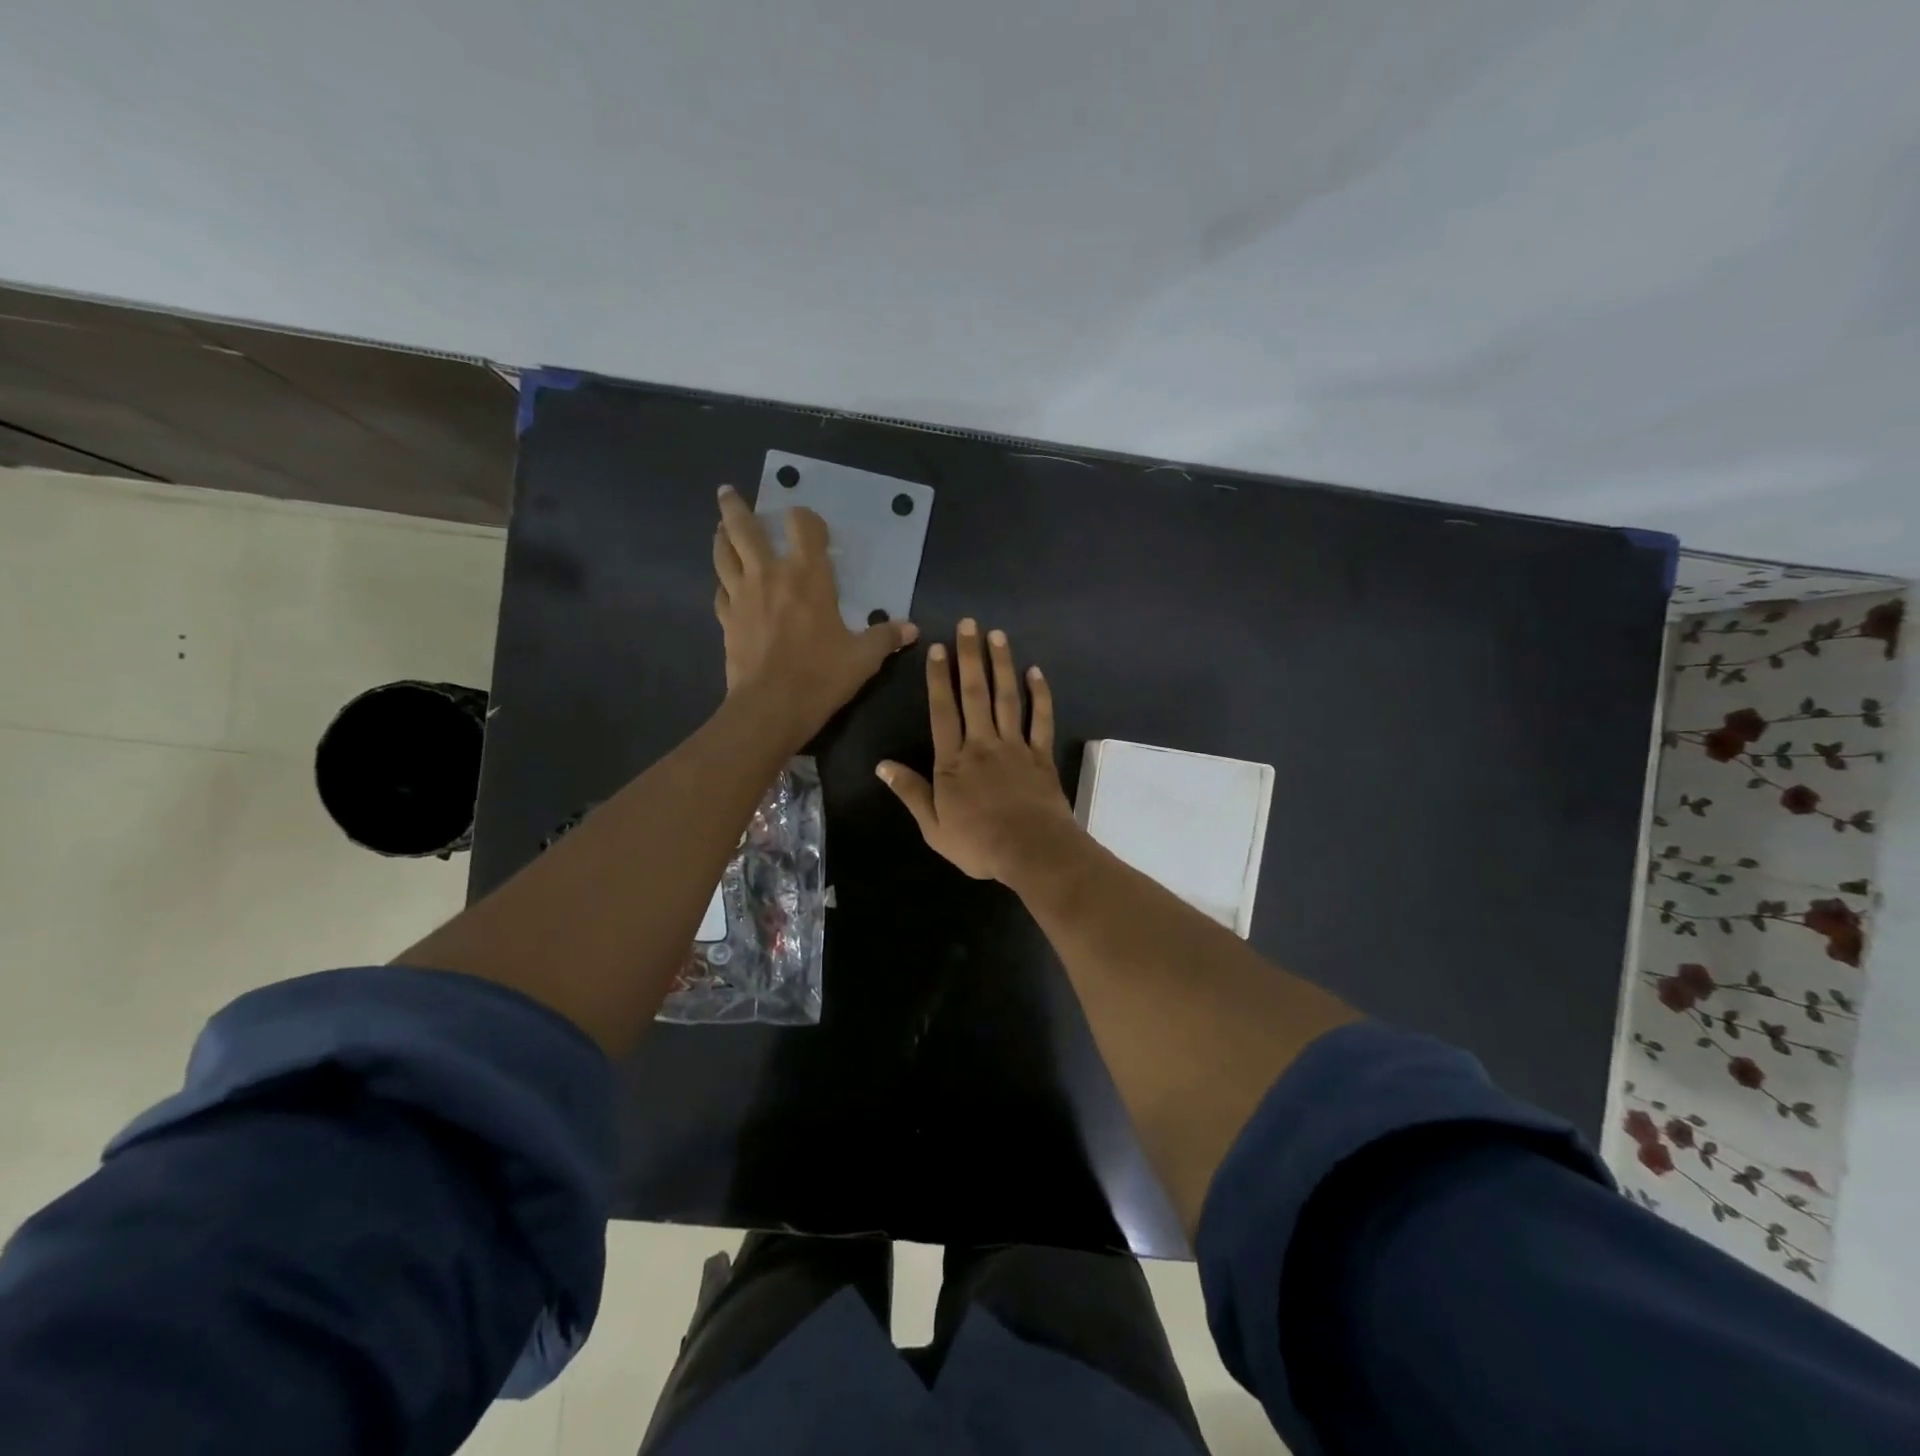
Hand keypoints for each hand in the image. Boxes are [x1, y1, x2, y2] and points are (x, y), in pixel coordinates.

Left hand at [714, 485, 917, 745]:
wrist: (771, 707)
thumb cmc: (821, 676)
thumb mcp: (863, 658)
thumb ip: (886, 638)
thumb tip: (912, 629)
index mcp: (808, 577)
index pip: (803, 527)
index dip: (805, 519)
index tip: (807, 522)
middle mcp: (770, 576)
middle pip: (745, 529)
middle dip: (736, 508)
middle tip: (728, 492)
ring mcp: (742, 597)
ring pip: (723, 555)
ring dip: (721, 537)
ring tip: (721, 528)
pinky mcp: (727, 621)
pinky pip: (720, 592)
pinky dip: (722, 583)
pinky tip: (725, 585)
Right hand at [876, 620, 1079, 882]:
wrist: (1031, 851)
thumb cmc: (978, 843)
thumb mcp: (933, 826)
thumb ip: (910, 792)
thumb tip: (882, 765)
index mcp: (953, 761)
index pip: (942, 711)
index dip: (938, 679)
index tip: (937, 649)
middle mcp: (982, 744)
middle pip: (975, 694)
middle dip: (970, 657)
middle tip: (968, 625)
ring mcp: (1015, 747)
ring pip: (1007, 698)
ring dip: (1001, 665)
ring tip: (997, 635)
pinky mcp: (1041, 756)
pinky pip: (1041, 719)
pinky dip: (1040, 694)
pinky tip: (1035, 672)